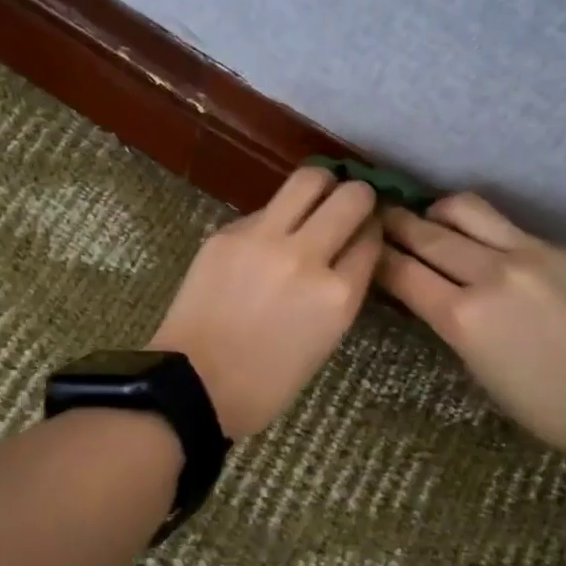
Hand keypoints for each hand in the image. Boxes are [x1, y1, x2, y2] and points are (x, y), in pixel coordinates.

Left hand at [150, 166, 381, 438]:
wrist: (193, 385)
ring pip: (309, 180)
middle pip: (351, 197)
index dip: (372, 232)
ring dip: (322, 186)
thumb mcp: (324, 342)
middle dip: (358, 197)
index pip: (371, 239)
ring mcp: (264, 239)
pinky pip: (264, 209)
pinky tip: (266, 238)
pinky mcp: (227, 233)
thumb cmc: (265, 383)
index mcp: (338, 296)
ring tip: (316, 200)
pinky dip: (275, 217)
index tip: (365, 232)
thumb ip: (341, 292)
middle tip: (348, 206)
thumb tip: (346, 253)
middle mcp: (307, 257)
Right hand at [378, 193, 565, 457]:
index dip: (377, 258)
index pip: (403, 273)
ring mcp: (527, 253)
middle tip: (378, 218)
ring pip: (465, 210)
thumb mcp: (479, 371)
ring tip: (430, 220)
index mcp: (463, 318)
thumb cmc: (547, 406)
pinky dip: (479, 228)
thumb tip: (428, 295)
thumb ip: (450, 323)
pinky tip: (480, 242)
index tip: (363, 249)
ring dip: (436, 212)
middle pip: (426, 234)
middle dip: (395, 224)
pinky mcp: (557, 247)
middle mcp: (489, 274)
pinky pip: (505, 225)